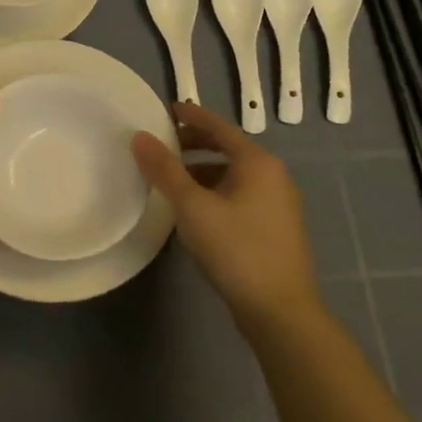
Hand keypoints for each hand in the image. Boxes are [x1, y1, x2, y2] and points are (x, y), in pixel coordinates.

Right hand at [131, 100, 319, 329]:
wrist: (281, 311)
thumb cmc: (236, 250)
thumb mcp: (192, 207)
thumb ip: (165, 170)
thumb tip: (140, 136)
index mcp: (257, 162)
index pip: (218, 126)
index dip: (191, 115)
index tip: (165, 110)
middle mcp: (273, 174)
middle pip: (228, 148)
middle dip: (194, 144)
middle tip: (163, 147)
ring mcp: (278, 202)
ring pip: (233, 173)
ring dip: (203, 170)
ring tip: (172, 181)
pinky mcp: (275, 226)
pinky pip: (240, 194)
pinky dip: (215, 191)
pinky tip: (196, 211)